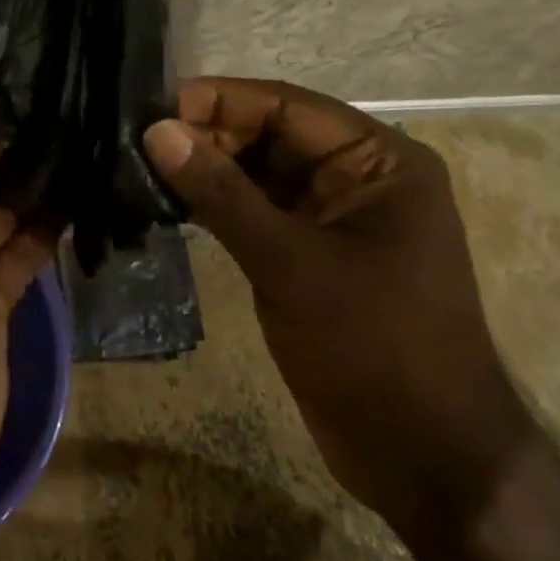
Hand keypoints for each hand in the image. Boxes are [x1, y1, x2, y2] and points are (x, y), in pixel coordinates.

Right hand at [143, 78, 536, 536]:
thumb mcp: (292, 264)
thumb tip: (158, 131)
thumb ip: (222, 195)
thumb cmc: (374, 348)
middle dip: (208, 136)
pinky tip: (168, 205)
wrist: (425, 460)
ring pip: (259, 176)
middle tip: (134, 142)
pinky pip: (258, 215)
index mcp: (379, 161)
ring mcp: (334, 221)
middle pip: (271, 137)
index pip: (287, 106)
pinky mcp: (311, 258)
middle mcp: (359, 179)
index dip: (219, 100)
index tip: (151, 105)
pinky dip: (217, 208)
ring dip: (207, 172)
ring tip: (138, 168)